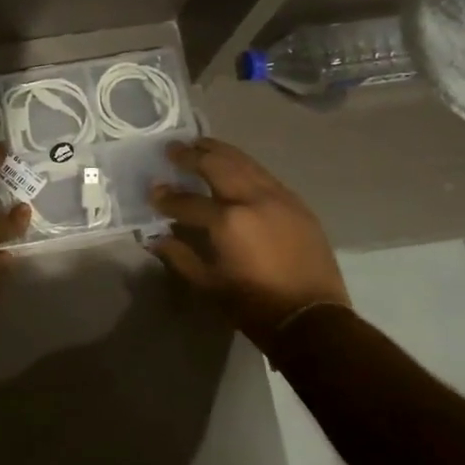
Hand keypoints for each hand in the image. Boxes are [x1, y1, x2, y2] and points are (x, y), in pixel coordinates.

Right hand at [149, 137, 348, 334]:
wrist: (311, 319)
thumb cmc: (253, 305)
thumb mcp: (208, 285)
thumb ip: (179, 255)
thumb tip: (155, 238)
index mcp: (228, 221)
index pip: (187, 201)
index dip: (166, 196)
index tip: (152, 190)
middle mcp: (253, 199)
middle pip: (217, 165)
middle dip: (192, 155)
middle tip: (173, 148)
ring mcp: (279, 197)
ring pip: (244, 163)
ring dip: (219, 151)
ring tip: (201, 145)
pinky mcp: (297, 204)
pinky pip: (265, 175)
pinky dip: (244, 166)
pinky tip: (235, 167)